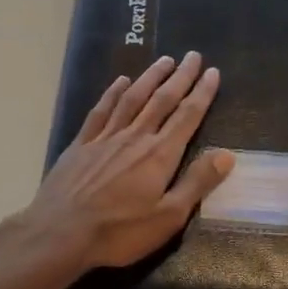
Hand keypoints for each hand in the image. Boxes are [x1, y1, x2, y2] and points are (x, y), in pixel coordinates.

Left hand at [20, 52, 234, 272]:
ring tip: (164, 60)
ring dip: (150, 77)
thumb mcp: (168, 217)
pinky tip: (120, 81)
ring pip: (132, 98)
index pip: (187, 116)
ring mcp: (105, 137)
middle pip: (162, 100)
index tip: (212, 72)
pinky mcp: (81, 143)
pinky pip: (101, 110)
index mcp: (159, 154)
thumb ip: (197, 183)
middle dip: (180, 77)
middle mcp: (135, 137)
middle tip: (192, 56)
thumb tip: (227, 155)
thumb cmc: (119, 231)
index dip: (202, 93)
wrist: (60, 232)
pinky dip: (113, 93)